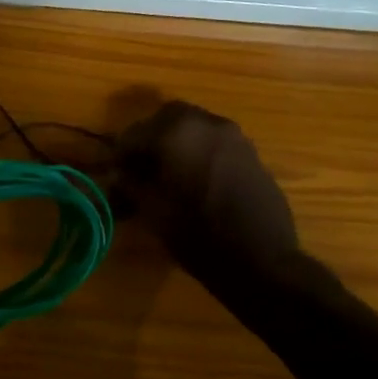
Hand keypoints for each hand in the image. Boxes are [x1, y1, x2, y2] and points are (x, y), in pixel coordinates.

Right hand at [115, 102, 300, 289]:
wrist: (262, 260)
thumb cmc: (199, 236)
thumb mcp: (154, 213)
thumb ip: (131, 185)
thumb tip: (119, 174)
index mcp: (178, 132)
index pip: (135, 133)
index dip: (120, 154)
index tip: (114, 174)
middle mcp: (208, 123)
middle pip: (168, 118)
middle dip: (150, 138)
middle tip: (140, 168)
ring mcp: (235, 137)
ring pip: (195, 128)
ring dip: (177, 143)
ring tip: (167, 176)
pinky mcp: (252, 154)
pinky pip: (216, 143)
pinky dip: (200, 152)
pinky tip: (196, 182)